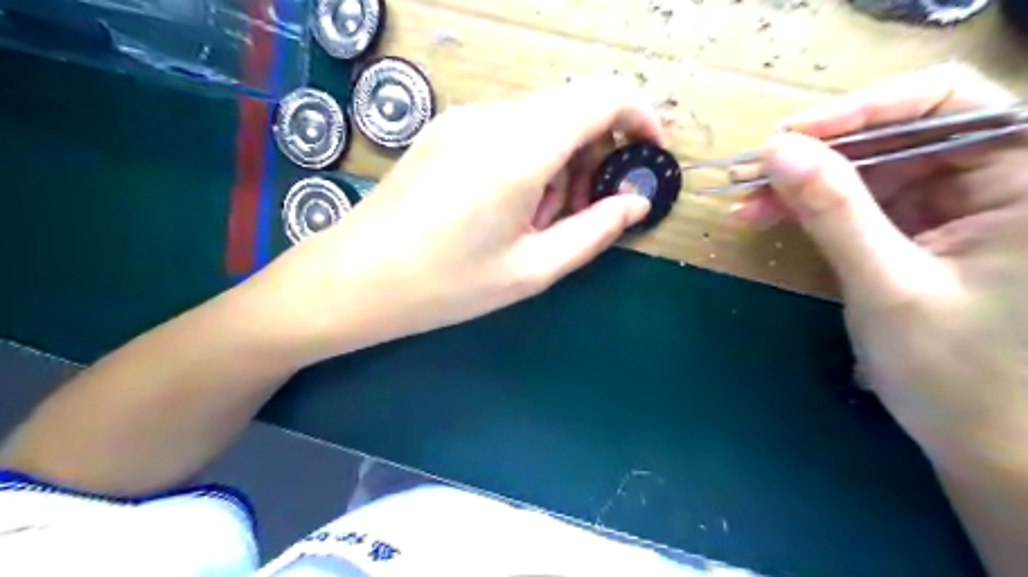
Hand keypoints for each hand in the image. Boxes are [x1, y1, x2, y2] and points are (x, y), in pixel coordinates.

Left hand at [252, 78, 661, 365]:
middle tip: (578, 215)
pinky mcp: (446, 129)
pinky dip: (528, 161)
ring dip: (559, 164)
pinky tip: (506, 207)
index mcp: (520, 150)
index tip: (648, 153)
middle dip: (593, 157)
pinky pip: (508, 131)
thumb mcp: (531, 269)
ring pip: (540, 122)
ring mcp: (464, 119)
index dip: (638, 118)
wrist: (357, 278)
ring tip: (535, 221)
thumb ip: (593, 231)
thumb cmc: (447, 285)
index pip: (601, 98)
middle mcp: (493, 118)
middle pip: (571, 111)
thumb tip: (634, 202)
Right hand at [735, 66, 1026, 466]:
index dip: (862, 110)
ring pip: (870, 169)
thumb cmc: (958, 372)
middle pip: (898, 135)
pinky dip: (813, 208)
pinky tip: (770, 217)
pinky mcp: (922, 231)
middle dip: (818, 154)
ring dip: (805, 184)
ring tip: (748, 203)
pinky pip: (862, 202)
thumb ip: (833, 211)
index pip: (946, 103)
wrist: (986, 443)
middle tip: (752, 175)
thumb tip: (776, 151)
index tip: (789, 137)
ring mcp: (956, 206)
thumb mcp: (887, 286)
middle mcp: (1001, 179)